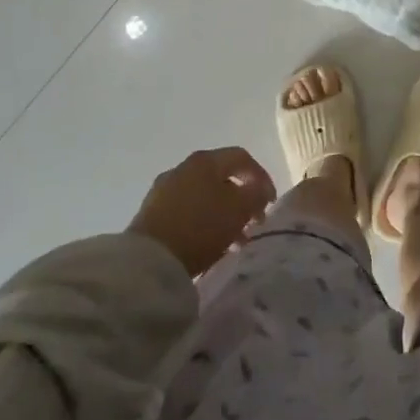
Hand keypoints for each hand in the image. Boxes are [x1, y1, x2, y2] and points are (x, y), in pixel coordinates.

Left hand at [128, 147, 276, 278]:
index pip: (241, 158)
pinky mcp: (150, 214)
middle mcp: (183, 168)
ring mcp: (163, 190)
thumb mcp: (239, 210)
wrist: (148, 262)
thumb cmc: (201, 227)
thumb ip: (256, 195)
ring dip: (222, 213)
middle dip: (241, 199)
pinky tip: (209, 244)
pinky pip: (186, 211)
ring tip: (234, 240)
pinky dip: (202, 222)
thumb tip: (260, 189)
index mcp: (205, 160)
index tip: (271, 202)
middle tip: (253, 222)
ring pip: (203, 196)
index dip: (262, 176)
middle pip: (221, 177)